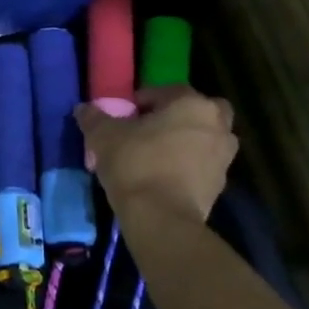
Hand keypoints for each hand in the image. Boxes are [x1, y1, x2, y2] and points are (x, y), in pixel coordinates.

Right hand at [74, 86, 236, 224]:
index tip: (124, 114)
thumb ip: (94, 117)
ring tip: (157, 154)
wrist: (161, 217)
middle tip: (151, 128)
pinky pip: (204, 164)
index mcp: (192, 104)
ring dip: (187, 140)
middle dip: (178, 115)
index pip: (167, 91)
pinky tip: (164, 175)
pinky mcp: (221, 184)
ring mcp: (224, 156)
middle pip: (199, 110)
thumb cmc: (135, 164)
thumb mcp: (103, 136)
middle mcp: (217, 125)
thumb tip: (83, 108)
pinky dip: (189, 165)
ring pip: (205, 137)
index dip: (143, 100)